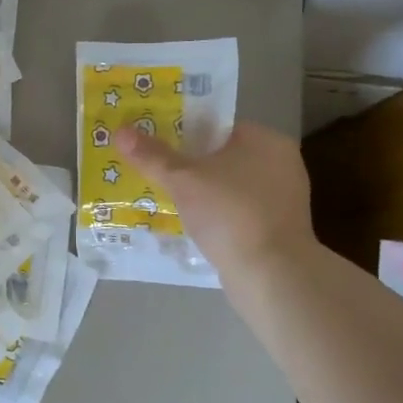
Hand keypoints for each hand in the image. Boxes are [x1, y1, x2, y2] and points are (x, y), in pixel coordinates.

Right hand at [114, 122, 316, 276]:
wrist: (272, 276)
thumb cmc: (231, 214)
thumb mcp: (183, 180)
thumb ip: (152, 155)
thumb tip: (120, 131)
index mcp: (266, 141)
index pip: (217, 126)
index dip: (183, 132)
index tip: (155, 144)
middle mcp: (281, 164)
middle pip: (222, 157)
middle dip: (189, 166)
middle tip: (154, 171)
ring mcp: (283, 198)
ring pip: (229, 186)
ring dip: (201, 193)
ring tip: (165, 198)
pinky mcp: (278, 228)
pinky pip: (237, 212)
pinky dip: (216, 215)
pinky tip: (191, 224)